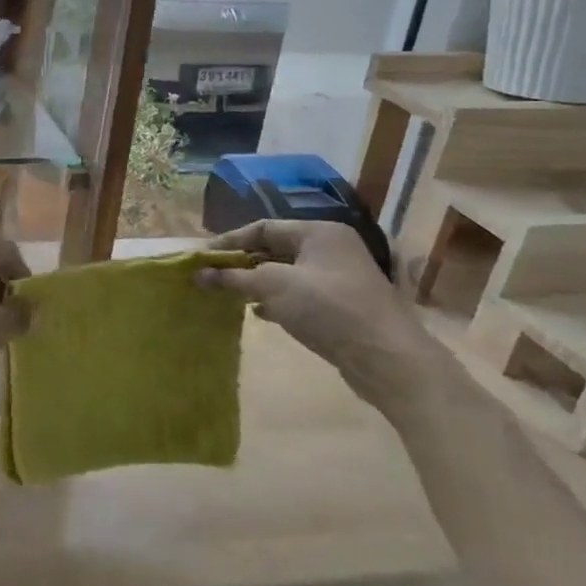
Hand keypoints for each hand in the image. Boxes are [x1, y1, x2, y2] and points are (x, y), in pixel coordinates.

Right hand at [196, 219, 455, 418]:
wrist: (386, 358)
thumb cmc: (327, 308)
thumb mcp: (273, 286)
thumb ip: (233, 278)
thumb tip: (198, 275)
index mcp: (319, 232)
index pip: (263, 227)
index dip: (229, 241)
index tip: (202, 257)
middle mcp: (331, 248)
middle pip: (274, 249)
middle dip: (242, 262)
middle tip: (212, 275)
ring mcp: (339, 278)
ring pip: (286, 273)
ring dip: (257, 282)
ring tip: (229, 294)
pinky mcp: (341, 305)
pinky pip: (299, 294)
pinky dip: (276, 300)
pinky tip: (259, 313)